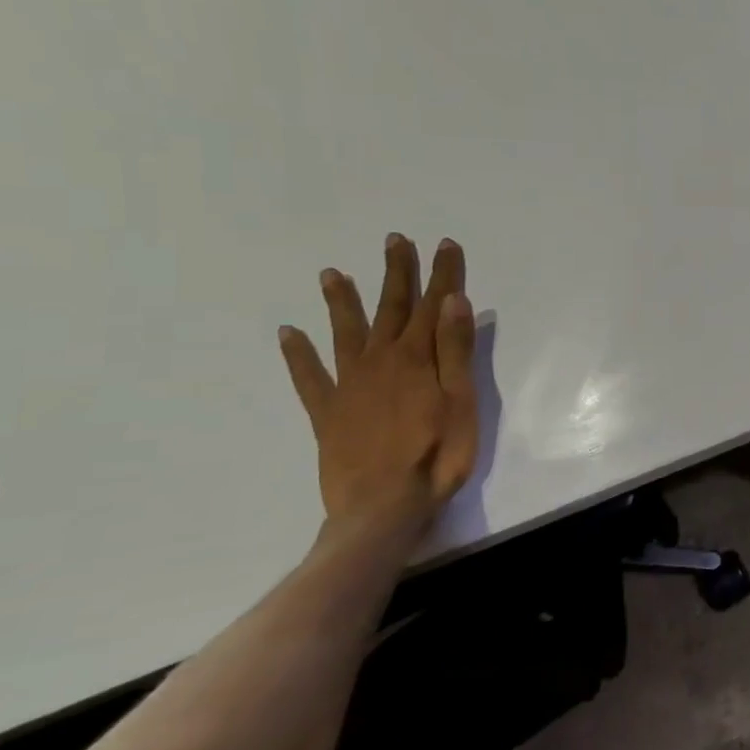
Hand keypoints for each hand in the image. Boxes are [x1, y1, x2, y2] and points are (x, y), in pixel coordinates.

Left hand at [278, 234, 477, 538]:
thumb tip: (454, 302)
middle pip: (391, 309)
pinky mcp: (327, 412)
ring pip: (345, 333)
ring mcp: (349, 386)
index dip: (442, 275)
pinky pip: (308, 377)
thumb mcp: (461, 402)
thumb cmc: (437, 455)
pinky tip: (287, 334)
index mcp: (417, 359)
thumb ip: (456, 352)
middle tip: (395, 241)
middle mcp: (380, 362)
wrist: (382, 508)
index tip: (445, 244)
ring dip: (342, 302)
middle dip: (396, 274)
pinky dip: (298, 354)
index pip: (434, 306)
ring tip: (332, 273)